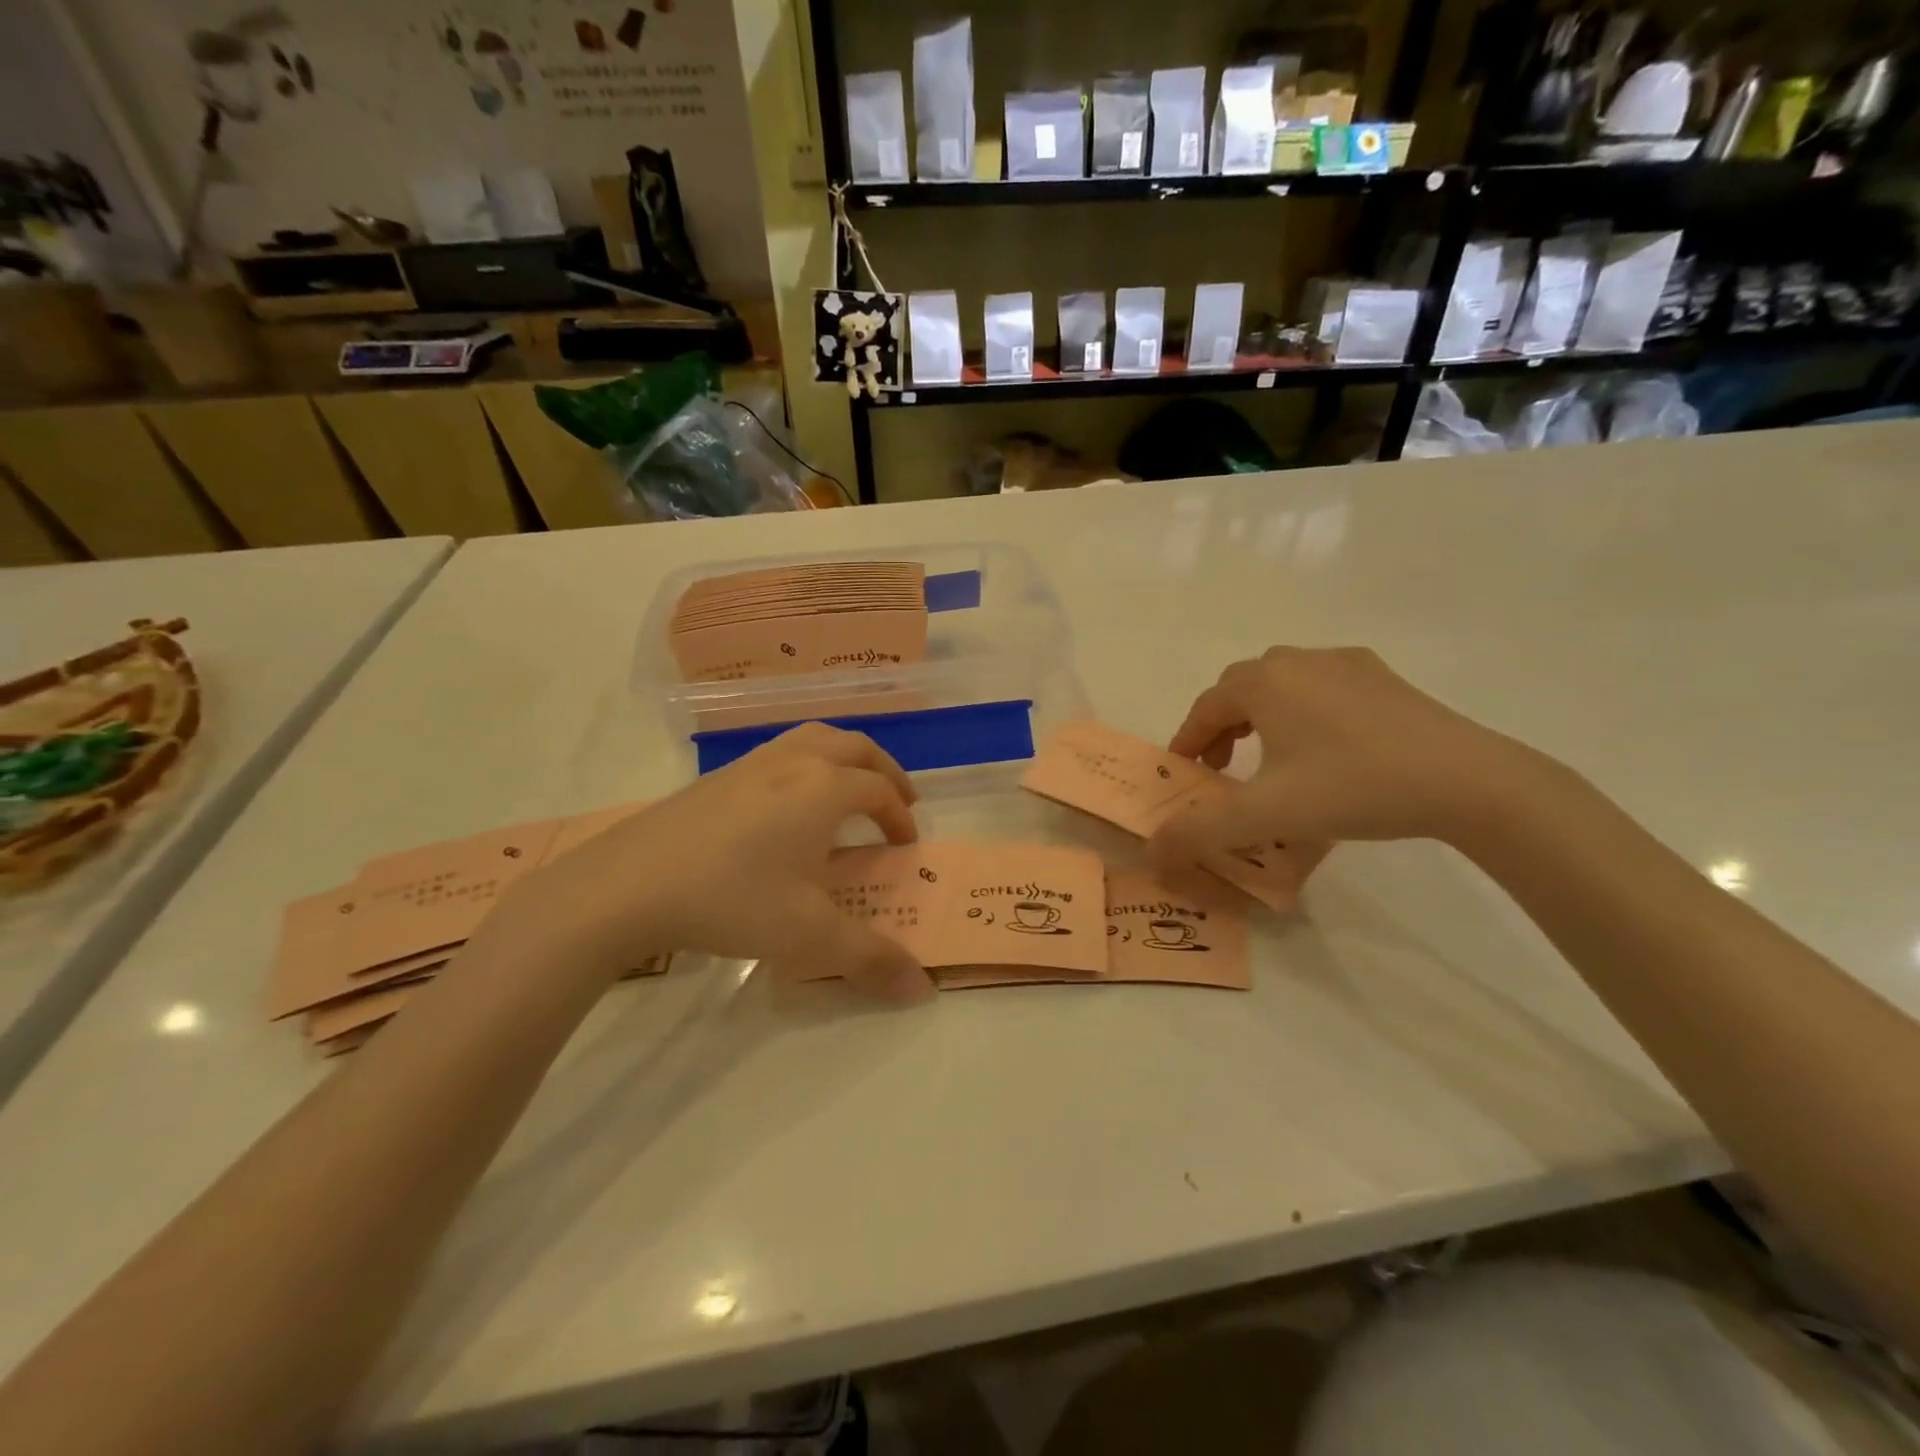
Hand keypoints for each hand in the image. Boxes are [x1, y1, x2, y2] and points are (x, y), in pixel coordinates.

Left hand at [490, 723, 933, 1002]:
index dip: (900, 817)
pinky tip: (787, 805)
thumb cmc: (732, 900)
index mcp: (824, 789)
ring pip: (813, 738)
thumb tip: (922, 989)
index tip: (905, 846)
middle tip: (897, 800)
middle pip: (853, 747)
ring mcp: (751, 763)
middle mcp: (794, 762)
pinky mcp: (717, 776)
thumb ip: (870, 959)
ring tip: (847, 790)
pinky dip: (805, 763)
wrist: (628, 884)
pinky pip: (779, 752)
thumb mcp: (808, 936)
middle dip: (883, 771)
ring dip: (843, 758)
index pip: (879, 792)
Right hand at [1149, 647, 1542, 869]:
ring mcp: (1345, 664)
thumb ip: (1199, 833)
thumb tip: (1151, 852)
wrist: (1466, 780)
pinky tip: (1324, 745)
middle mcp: (1297, 660)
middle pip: (1239, 689)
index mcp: (1263, 682)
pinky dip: (1304, 710)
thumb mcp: (1266, 816)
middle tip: (1221, 768)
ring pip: (1281, 684)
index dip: (1186, 742)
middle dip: (1220, 726)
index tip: (1184, 775)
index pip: (1205, 708)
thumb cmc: (1352, 786)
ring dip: (1261, 716)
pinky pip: (1323, 686)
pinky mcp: (1384, 677)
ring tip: (1269, 756)